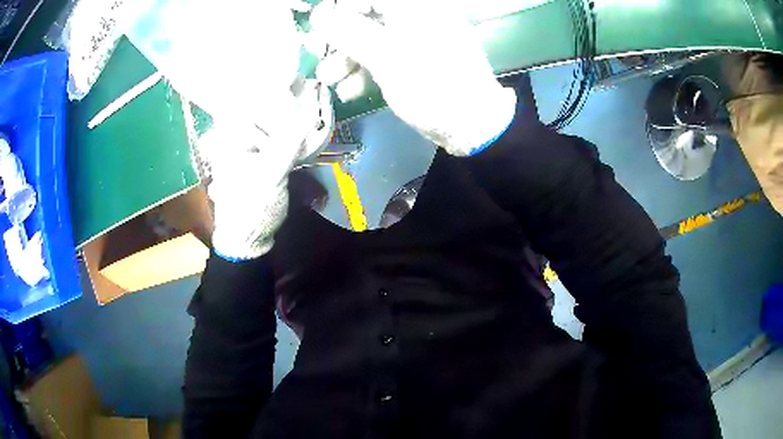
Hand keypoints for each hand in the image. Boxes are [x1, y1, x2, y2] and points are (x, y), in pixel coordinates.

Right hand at [311, 0, 516, 155]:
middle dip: (341, 39)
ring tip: (330, 80)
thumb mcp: (387, 57)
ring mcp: (417, 38)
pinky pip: (385, 55)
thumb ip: (349, 32)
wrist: (472, 124)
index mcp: (415, 7)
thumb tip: (319, 15)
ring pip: (373, 38)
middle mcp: (416, 16)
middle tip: (321, 57)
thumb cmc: (432, 86)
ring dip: (347, 58)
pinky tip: (350, 90)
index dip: (341, 9)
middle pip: (367, 16)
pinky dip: (365, 70)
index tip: (322, 29)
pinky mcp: (415, 59)